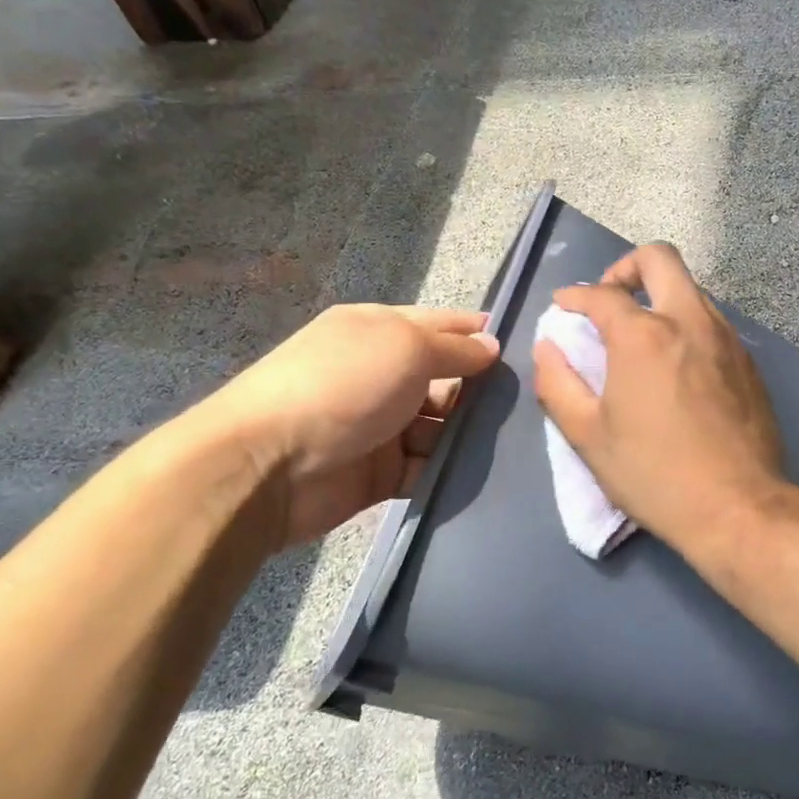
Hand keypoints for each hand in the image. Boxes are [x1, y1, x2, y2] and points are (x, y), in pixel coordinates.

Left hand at [194, 304, 499, 545]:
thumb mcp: (405, 347)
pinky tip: (486, 472)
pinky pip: (428, 467)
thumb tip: (492, 346)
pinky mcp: (382, 472)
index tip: (527, 349)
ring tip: (518, 441)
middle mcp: (382, 374)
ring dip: (470, 433)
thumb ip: (455, 349)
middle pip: (447, 379)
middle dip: (483, 389)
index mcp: (380, 331)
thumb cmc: (343, 386)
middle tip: (530, 403)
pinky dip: (451, 470)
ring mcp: (382, 425)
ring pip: (442, 426)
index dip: (479, 334)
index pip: (442, 325)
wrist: (268, 467)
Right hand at [531, 243, 785, 557]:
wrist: (739, 507)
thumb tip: (548, 346)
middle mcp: (689, 321)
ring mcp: (726, 338)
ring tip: (641, 335)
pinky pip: (712, 321)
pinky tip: (677, 364)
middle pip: (660, 258)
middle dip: (626, 267)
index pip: (602, 294)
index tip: (564, 306)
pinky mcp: (749, 361)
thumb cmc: (655, 474)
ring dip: (660, 296)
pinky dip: (686, 324)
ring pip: (691, 288)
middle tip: (610, 300)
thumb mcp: (588, 436)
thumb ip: (557, 383)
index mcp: (644, 335)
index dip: (575, 295)